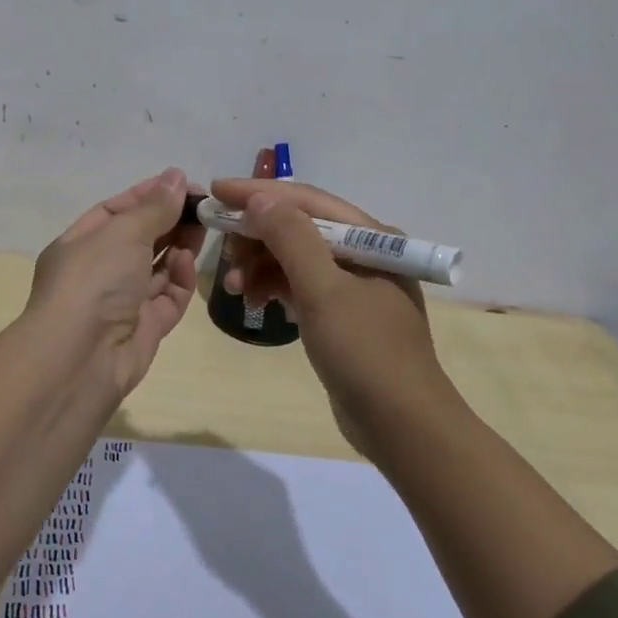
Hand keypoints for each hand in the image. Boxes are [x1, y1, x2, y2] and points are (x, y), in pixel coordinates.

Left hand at [26, 168, 203, 400]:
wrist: (80, 359)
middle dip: (170, 220)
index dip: (148, 195)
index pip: (116, 211)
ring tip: (205, 226)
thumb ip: (155, 206)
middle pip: (141, 239)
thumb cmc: (94, 280)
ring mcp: (122, 302)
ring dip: (180, 246)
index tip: (182, 183)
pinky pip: (168, 298)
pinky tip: (187, 263)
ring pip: (158, 268)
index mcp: (80, 244)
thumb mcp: (124, 232)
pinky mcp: (145, 328)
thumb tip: (176, 176)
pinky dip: (179, 280)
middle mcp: (99, 272)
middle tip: (204, 205)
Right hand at [208, 178, 463, 459]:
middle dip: (257, 236)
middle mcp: (364, 252)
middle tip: (223, 253)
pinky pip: (300, 285)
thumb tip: (259, 199)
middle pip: (299, 227)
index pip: (306, 200)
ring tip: (234, 289)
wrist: (401, 426)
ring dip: (261, 266)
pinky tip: (255, 302)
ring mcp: (353, 285)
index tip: (216, 191)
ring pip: (295, 258)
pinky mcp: (341, 314)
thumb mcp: (324, 290)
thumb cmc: (365, 351)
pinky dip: (275, 288)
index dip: (258, 193)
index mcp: (371, 237)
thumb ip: (291, 238)